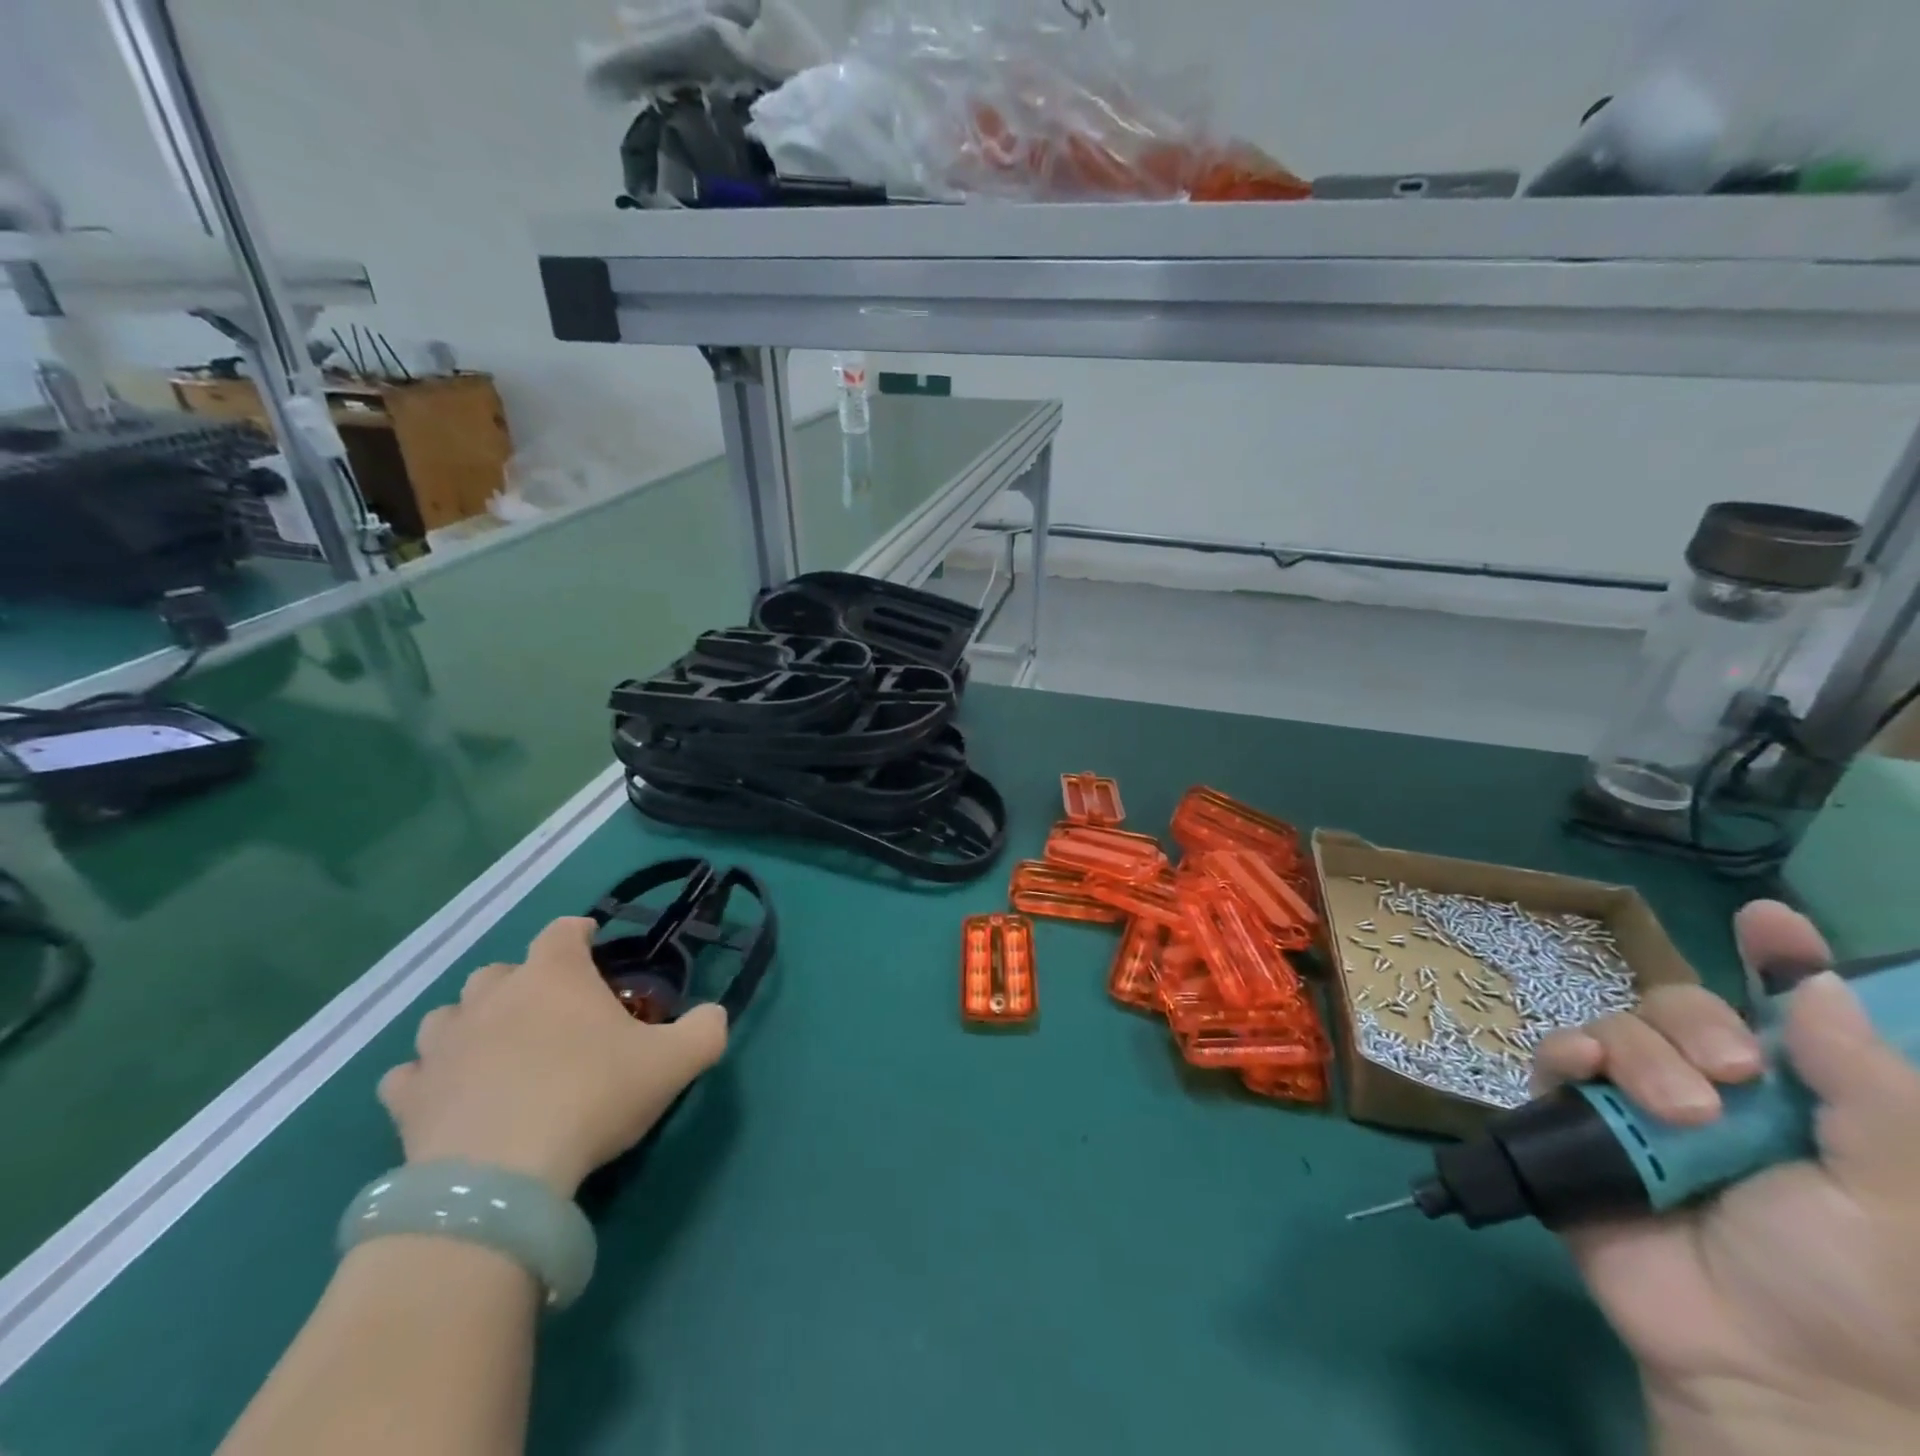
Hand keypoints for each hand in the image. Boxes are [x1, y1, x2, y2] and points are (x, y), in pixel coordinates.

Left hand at [377, 917, 727, 1199]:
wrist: (500, 1178)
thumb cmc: (592, 1097)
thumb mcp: (675, 1062)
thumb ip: (706, 1029)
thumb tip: (714, 1016)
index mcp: (553, 975)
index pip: (563, 931)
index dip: (579, 932)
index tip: (593, 945)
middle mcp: (492, 996)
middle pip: (501, 971)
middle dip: (524, 982)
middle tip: (550, 1014)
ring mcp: (443, 1045)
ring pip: (448, 1016)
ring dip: (471, 1024)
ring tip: (495, 1052)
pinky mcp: (407, 1097)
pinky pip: (409, 1074)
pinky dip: (427, 1079)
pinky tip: (447, 1096)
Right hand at [1534, 901, 1919, 1453]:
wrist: (1761, 1365)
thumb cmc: (1860, 1289)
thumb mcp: (1897, 1192)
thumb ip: (1867, 1088)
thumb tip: (1815, 985)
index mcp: (1797, 1101)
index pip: (1782, 1012)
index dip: (1778, 960)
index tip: (1767, 919)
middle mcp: (1714, 1089)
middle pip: (1684, 1005)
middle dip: (1701, 1022)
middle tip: (1736, 1075)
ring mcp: (1636, 1103)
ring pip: (1620, 1024)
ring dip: (1646, 1053)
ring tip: (1678, 1116)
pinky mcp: (1576, 1119)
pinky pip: (1558, 1057)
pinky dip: (1571, 1053)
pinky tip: (1590, 1077)